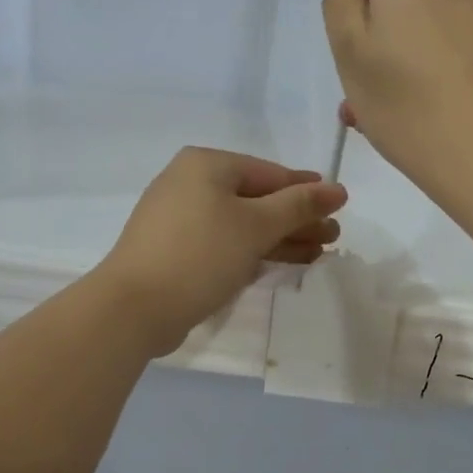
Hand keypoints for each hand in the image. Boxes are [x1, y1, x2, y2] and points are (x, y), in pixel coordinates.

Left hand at [95, 147, 347, 356]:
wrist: (133, 308)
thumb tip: (337, 188)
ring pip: (242, 223)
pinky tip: (283, 263)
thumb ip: (298, 205)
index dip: (307, 190)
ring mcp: (180, 218)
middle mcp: (190, 183)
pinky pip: (225, 242)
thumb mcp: (256, 225)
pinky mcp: (176, 250)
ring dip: (281, 238)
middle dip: (296, 219)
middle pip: (257, 199)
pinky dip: (254, 251)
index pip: (269, 173)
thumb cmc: (200, 254)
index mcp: (206, 165)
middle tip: (333, 237)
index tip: (339, 204)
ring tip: (318, 253)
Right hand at [322, 0, 472, 200]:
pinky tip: (417, 108)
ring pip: (433, 12)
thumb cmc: (409, 103)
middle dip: (385, 5)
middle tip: (362, 61)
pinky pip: (456, 39)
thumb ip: (343, 4)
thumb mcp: (350, 55)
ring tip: (383, 100)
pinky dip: (433, 60)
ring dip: (405, 41)